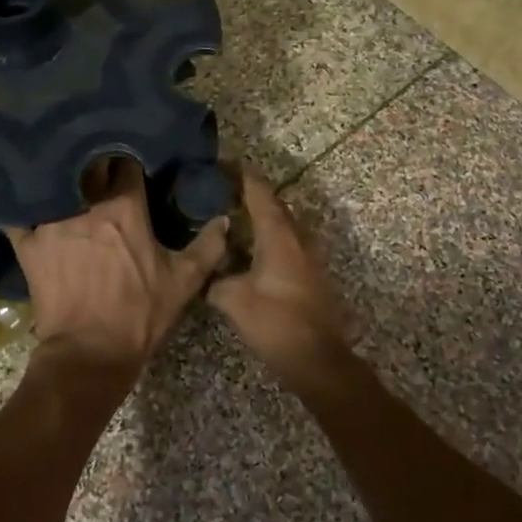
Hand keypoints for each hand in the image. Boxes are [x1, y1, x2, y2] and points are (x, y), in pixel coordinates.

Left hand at [9, 159, 226, 379]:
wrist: (90, 353)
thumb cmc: (140, 314)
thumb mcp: (183, 282)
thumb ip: (207, 247)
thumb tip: (224, 219)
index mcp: (124, 207)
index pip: (125, 162)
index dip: (129, 158)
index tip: (131, 160)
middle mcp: (85, 204)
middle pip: (87, 166)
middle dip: (93, 162)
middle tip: (97, 164)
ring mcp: (51, 221)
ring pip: (53, 183)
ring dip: (60, 178)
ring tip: (61, 173)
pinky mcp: (27, 243)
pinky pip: (18, 213)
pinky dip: (21, 204)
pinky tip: (22, 197)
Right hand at [206, 170, 352, 392]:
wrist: (317, 358)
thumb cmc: (275, 322)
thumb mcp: (233, 300)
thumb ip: (215, 279)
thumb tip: (204, 272)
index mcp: (278, 235)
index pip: (260, 192)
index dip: (242, 175)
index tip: (222, 164)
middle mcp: (297, 238)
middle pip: (274, 204)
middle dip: (250, 193)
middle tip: (221, 190)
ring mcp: (308, 255)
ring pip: (282, 224)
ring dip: (261, 216)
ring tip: (232, 216)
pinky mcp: (311, 273)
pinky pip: (287, 242)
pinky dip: (268, 237)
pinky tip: (249, 249)